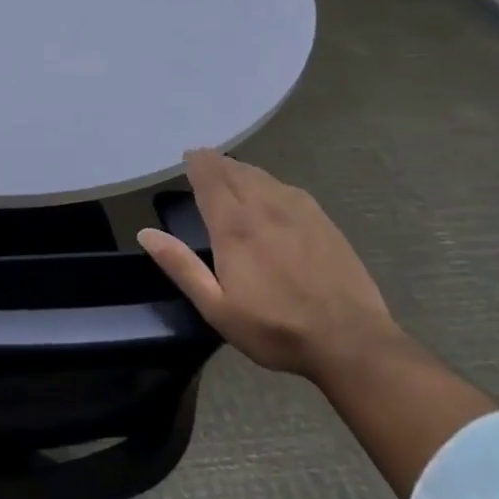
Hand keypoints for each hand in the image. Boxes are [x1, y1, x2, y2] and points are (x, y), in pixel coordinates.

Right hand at [137, 150, 398, 377]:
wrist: (351, 342)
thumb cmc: (276, 328)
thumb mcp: (217, 308)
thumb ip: (181, 267)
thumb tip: (146, 233)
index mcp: (234, 226)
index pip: (210, 178)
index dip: (197, 163)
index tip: (188, 156)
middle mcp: (263, 207)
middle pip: (235, 171)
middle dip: (217, 163)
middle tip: (204, 162)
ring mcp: (297, 210)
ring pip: (262, 176)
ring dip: (242, 170)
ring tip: (231, 173)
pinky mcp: (323, 220)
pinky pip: (287, 187)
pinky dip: (269, 181)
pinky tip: (270, 192)